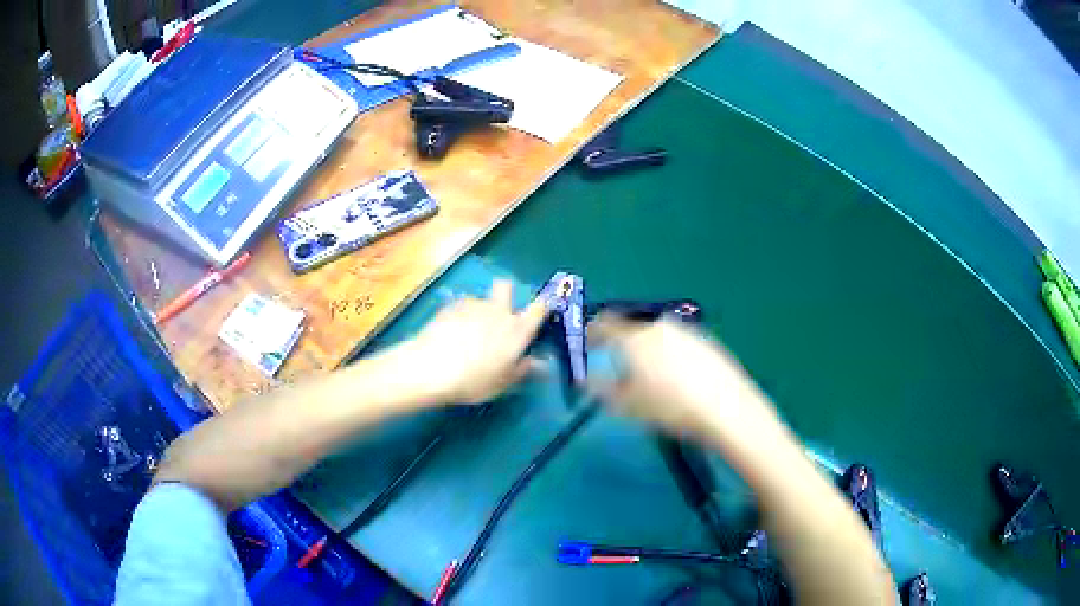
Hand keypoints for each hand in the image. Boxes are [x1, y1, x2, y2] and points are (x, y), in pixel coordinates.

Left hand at [394, 280, 546, 404]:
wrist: (432, 368)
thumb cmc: (474, 380)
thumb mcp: (502, 384)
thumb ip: (521, 370)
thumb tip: (537, 362)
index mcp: (517, 330)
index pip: (540, 308)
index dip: (541, 308)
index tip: (537, 315)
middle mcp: (498, 311)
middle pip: (506, 286)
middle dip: (505, 295)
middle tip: (497, 316)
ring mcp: (473, 305)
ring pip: (481, 300)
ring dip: (478, 311)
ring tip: (465, 335)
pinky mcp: (450, 306)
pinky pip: (461, 307)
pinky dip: (459, 316)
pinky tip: (449, 334)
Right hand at [587, 316, 778, 437]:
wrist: (724, 407)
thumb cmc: (669, 408)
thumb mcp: (627, 405)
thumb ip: (600, 389)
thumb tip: (584, 379)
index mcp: (635, 337)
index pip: (605, 324)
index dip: (592, 333)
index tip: (587, 345)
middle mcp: (659, 326)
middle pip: (633, 328)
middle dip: (622, 342)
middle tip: (620, 365)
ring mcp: (686, 331)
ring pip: (658, 335)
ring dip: (648, 347)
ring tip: (651, 375)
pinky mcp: (707, 341)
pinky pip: (679, 343)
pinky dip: (671, 354)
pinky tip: (680, 378)